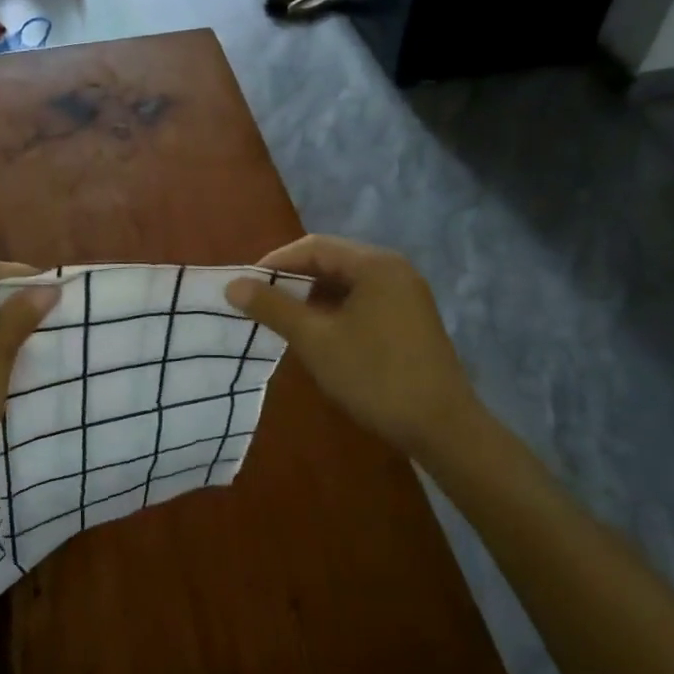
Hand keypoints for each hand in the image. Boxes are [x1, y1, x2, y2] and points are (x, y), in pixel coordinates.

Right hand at [226, 235, 484, 456]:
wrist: (441, 426)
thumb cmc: (374, 376)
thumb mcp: (315, 340)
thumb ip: (273, 308)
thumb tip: (233, 285)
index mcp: (374, 264)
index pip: (313, 247)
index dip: (274, 263)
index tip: (245, 287)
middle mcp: (393, 269)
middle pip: (331, 261)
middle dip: (292, 280)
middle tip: (259, 304)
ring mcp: (405, 294)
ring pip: (346, 283)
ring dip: (312, 297)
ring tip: (283, 322)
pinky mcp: (409, 318)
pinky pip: (362, 301)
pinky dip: (334, 311)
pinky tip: (318, 336)